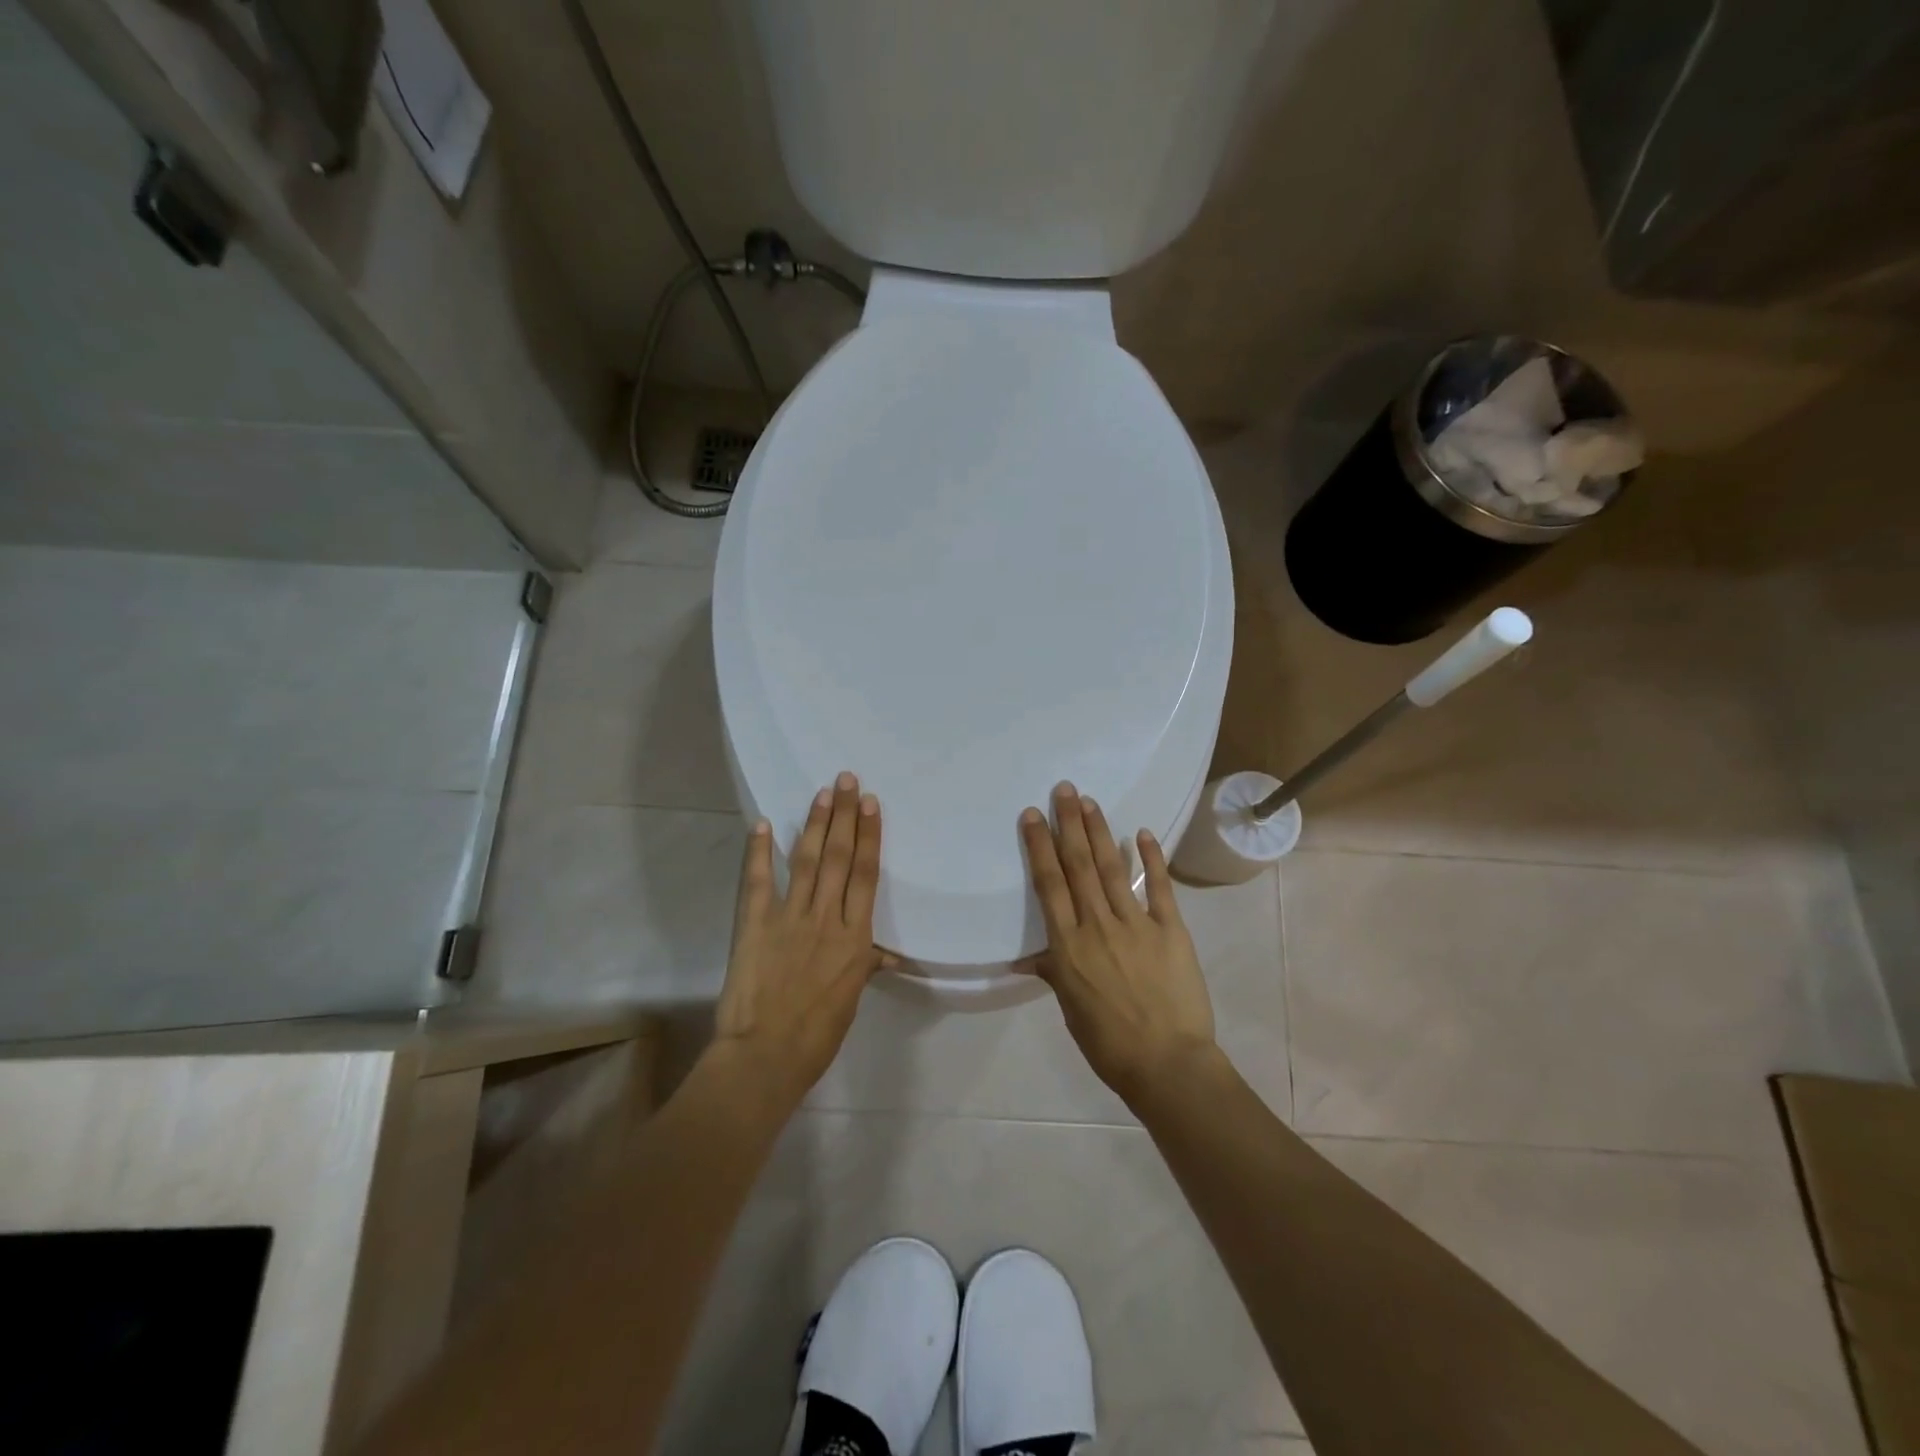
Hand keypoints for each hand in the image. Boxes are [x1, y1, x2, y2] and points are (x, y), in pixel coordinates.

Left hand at [713, 772, 884, 1107]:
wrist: (766, 1057)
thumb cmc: (817, 1035)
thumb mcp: (851, 1000)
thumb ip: (864, 966)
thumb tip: (887, 955)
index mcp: (855, 939)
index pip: (865, 875)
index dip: (869, 836)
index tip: (871, 804)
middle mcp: (826, 919)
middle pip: (838, 857)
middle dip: (845, 816)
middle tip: (847, 780)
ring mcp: (789, 919)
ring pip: (806, 861)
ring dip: (814, 824)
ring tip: (822, 793)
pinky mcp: (754, 925)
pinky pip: (757, 882)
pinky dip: (758, 852)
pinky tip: (761, 824)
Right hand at [1019, 781, 1218, 1105]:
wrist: (1168, 1065)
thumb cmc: (1109, 1044)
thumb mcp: (1070, 1009)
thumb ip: (1054, 972)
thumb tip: (1031, 956)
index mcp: (1069, 946)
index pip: (1050, 884)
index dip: (1040, 846)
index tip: (1034, 815)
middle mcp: (1098, 925)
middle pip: (1080, 865)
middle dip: (1069, 824)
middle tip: (1064, 789)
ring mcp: (1136, 924)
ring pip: (1113, 868)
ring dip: (1100, 832)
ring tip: (1090, 802)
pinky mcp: (1170, 930)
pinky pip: (1159, 887)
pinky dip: (1151, 859)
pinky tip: (1142, 833)